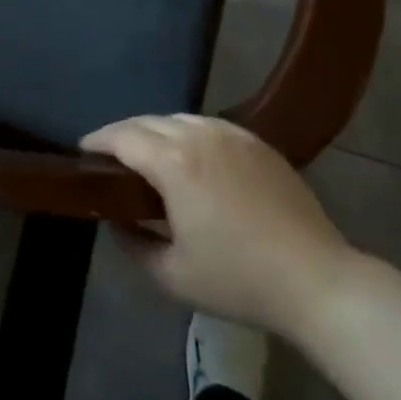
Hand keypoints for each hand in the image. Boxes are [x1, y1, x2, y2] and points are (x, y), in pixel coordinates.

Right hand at [81, 114, 355, 341]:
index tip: (82, 153)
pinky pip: (207, 125)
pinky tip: (191, 159)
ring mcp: (230, 133)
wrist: (317, 280)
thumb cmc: (239, 280)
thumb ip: (132, 245)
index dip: (96, 141)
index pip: (121, 137)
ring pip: (177, 119)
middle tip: (110, 159)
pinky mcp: (256, 141)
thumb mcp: (172, 276)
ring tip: (148, 157)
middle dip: (122, 134)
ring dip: (154, 132)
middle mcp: (197, 134)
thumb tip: (114, 221)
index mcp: (173, 162)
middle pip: (146, 121)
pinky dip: (187, 134)